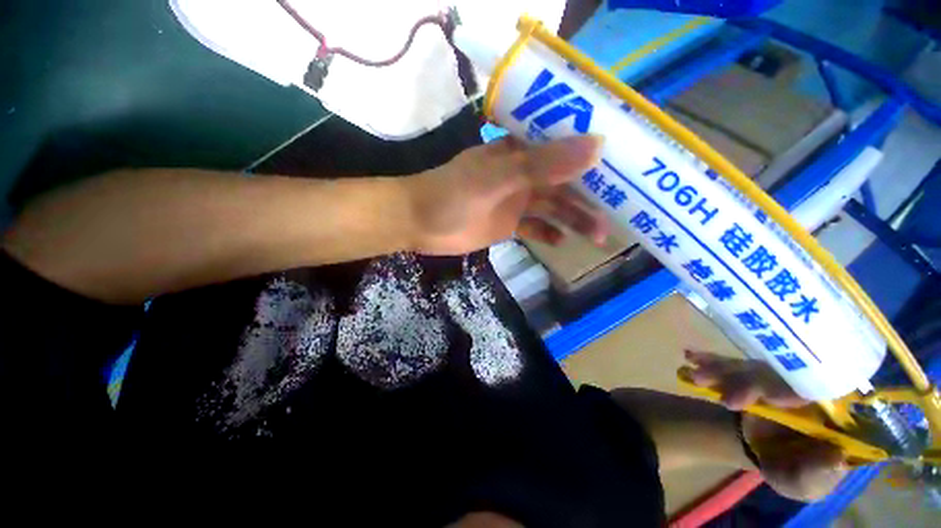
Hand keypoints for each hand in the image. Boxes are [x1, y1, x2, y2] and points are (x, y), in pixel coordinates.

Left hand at [404, 135, 608, 255]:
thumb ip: (543, 165)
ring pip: (553, 208)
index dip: (596, 157)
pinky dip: (549, 232)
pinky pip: (535, 227)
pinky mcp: (508, 224)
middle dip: (589, 198)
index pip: (566, 147)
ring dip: (574, 220)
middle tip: (617, 215)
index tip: (626, 169)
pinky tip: (562, 242)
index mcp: (522, 152)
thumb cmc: (454, 194)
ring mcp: (516, 201)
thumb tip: (597, 147)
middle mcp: (523, 174)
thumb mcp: (498, 177)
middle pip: (564, 183)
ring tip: (597, 236)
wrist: (420, 222)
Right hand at [685, 350, 848, 501]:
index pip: (825, 390)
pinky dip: (710, 360)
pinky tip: (691, 356)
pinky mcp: (748, 373)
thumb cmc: (792, 469)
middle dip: (752, 383)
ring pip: (751, 367)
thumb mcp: (805, 482)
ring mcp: (774, 376)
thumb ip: (817, 474)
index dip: (806, 391)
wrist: (761, 450)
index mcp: (831, 409)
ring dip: (724, 371)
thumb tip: (835, 457)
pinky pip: (729, 363)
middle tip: (728, 401)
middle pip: (782, 374)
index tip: (777, 400)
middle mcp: (806, 385)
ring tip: (698, 378)